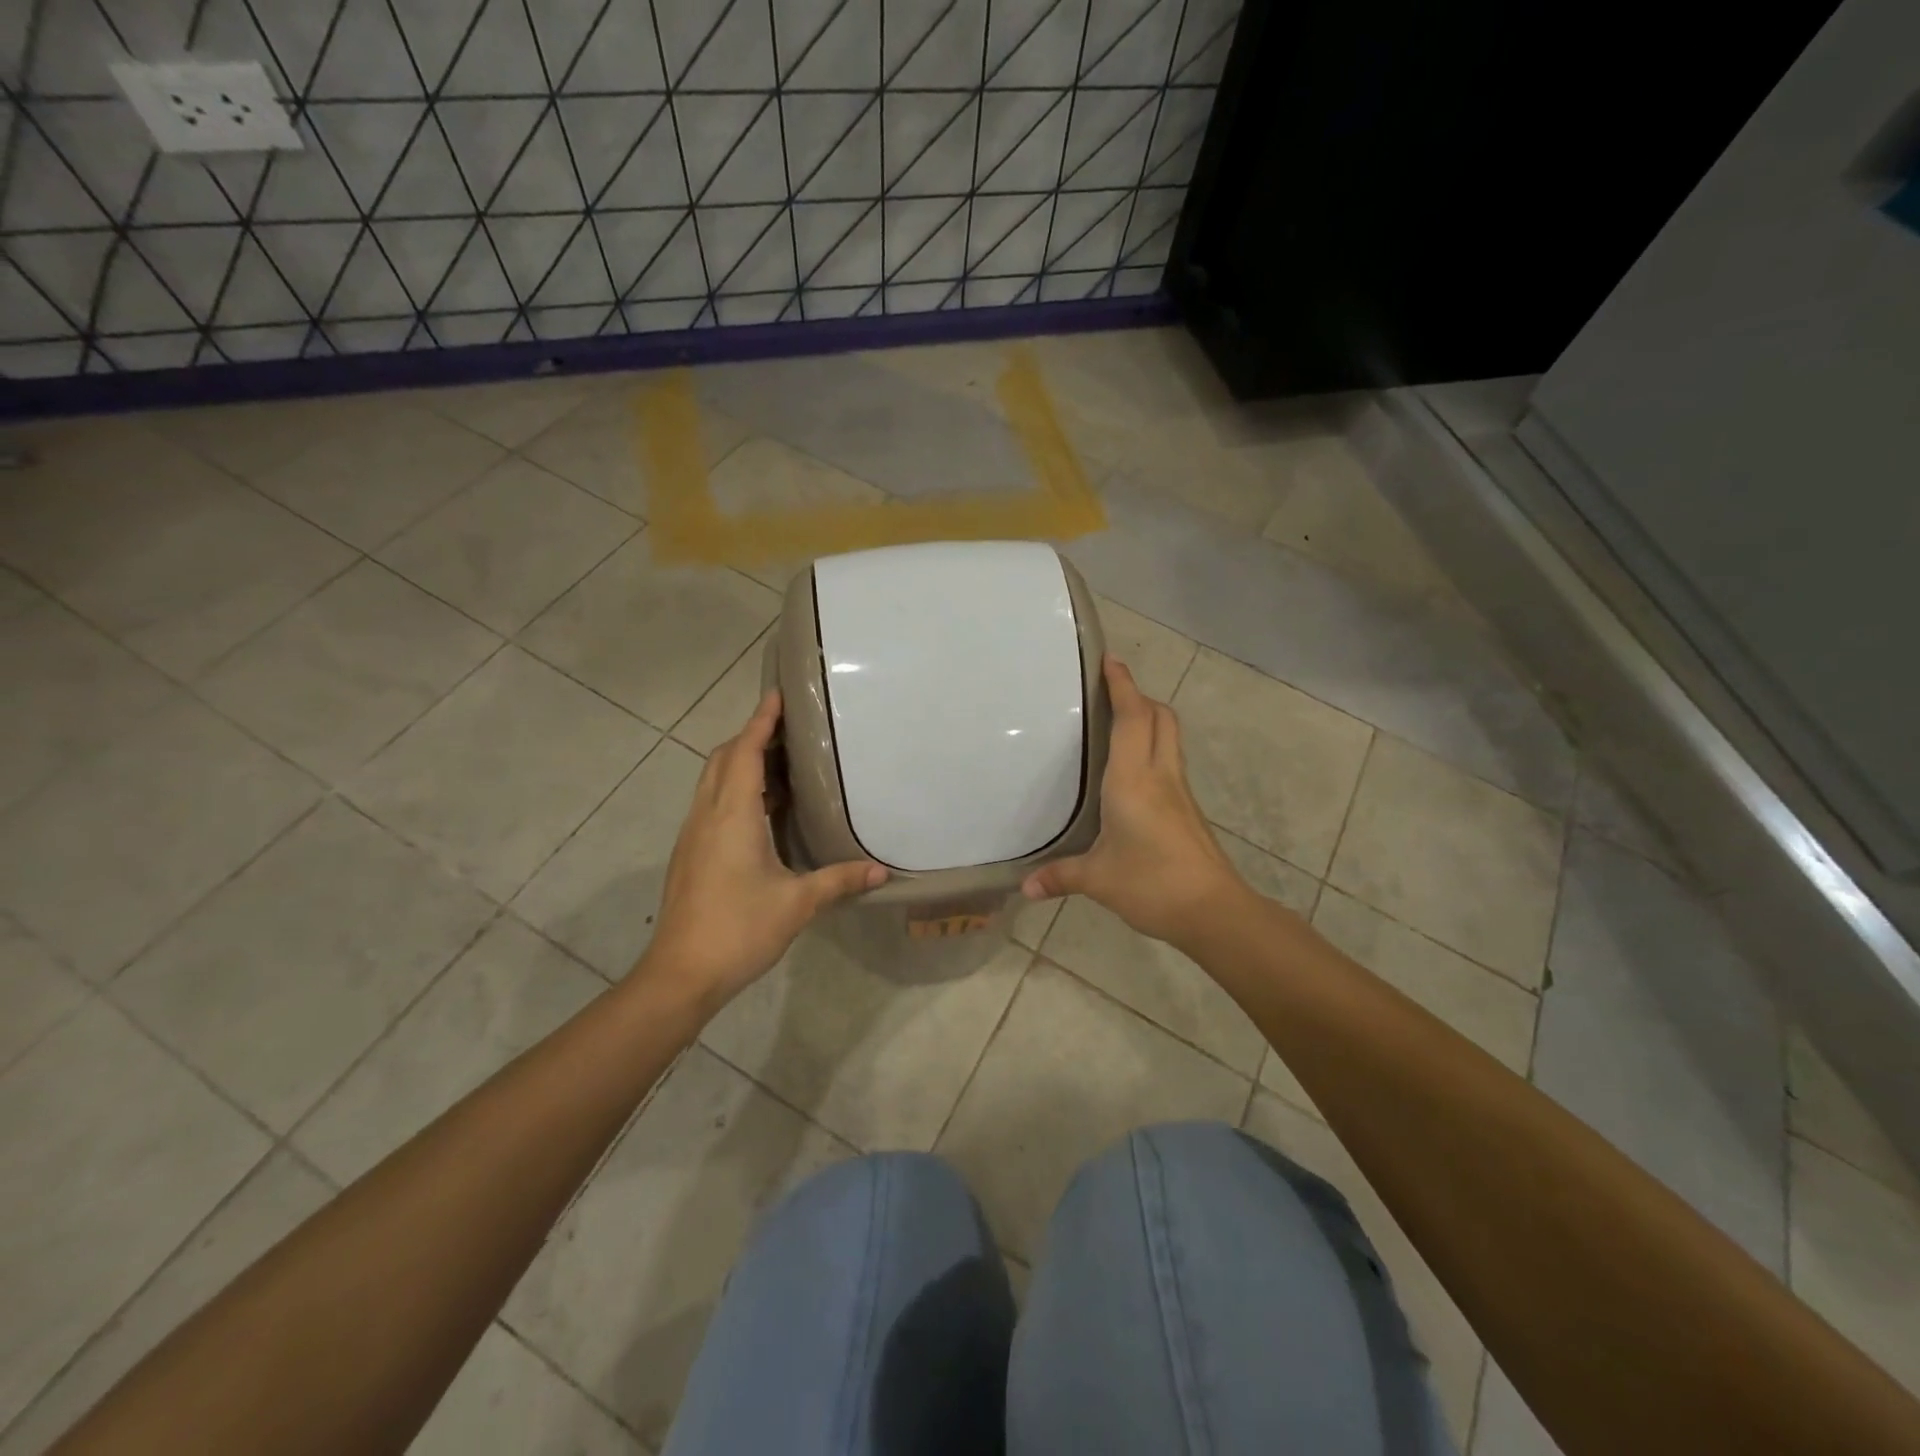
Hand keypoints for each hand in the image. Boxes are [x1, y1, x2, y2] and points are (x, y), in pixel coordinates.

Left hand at [641, 690, 886, 1009]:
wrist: (680, 974)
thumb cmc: (739, 930)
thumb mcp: (797, 904)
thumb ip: (839, 881)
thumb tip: (882, 872)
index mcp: (733, 815)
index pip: (745, 752)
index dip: (761, 721)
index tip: (778, 695)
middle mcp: (708, 815)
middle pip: (723, 758)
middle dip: (751, 736)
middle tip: (788, 730)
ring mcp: (693, 834)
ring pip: (713, 780)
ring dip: (741, 763)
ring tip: (781, 764)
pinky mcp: (690, 853)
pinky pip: (712, 803)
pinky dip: (734, 789)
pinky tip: (762, 812)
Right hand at [1022, 656, 1246, 946]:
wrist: (1213, 910)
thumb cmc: (1151, 883)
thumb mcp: (1097, 880)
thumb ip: (1060, 876)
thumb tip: (1024, 887)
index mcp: (1133, 779)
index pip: (1133, 718)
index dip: (1123, 685)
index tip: (1111, 660)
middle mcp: (1160, 775)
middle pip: (1160, 717)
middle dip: (1139, 696)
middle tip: (1111, 693)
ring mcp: (1179, 791)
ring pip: (1170, 738)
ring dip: (1150, 720)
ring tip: (1119, 724)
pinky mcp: (1188, 810)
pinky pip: (1170, 762)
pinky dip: (1154, 749)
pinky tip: (1133, 774)